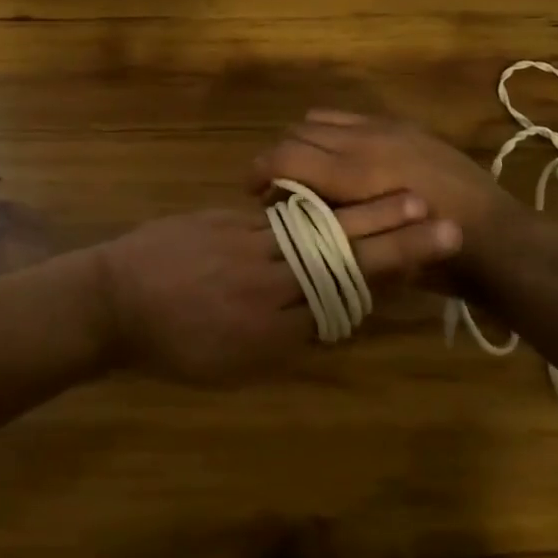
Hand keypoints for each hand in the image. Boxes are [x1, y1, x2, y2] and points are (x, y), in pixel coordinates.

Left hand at [95, 197, 460, 384]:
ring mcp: (247, 247)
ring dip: (369, 214)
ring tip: (410, 199)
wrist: (114, 301)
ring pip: (319, 231)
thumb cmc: (170, 347)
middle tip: (443, 226)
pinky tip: (346, 193)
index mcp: (270, 332)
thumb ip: (283, 342)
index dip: (386, 284)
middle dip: (397, 243)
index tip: (428, 268)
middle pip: (342, 262)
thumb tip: (330, 321)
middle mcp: (268, 286)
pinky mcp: (229, 221)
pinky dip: (319, 204)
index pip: (342, 303)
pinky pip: (282, 213)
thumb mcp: (230, 365)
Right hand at [247, 111, 525, 277]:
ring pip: (319, 119)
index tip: (250, 192)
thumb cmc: (435, 263)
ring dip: (303, 142)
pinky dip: (331, 134)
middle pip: (296, 134)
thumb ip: (326, 229)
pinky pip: (350, 117)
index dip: (258, 172)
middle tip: (276, 188)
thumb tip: (286, 218)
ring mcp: (386, 129)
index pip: (284, 157)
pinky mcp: (403, 126)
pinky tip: (341, 161)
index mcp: (356, 175)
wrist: (500, 240)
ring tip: (306, 171)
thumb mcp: (372, 254)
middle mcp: (366, 142)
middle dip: (277, 158)